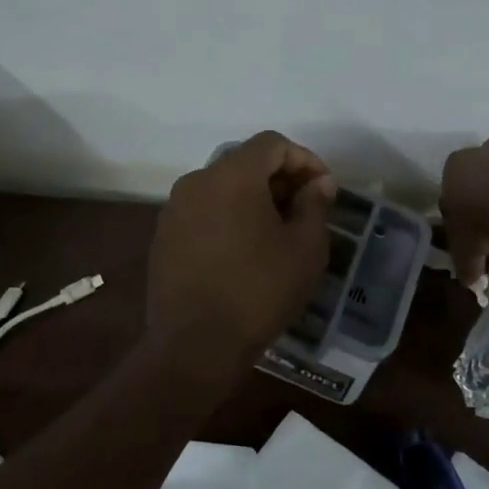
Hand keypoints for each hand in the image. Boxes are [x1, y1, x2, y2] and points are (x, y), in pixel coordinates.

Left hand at [146, 132, 336, 377]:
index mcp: (232, 176)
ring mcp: (174, 209)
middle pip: (244, 162)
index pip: (272, 144)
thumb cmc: (259, 291)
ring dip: (254, 199)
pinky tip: (245, 250)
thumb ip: (314, 205)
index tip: (324, 190)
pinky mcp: (164, 236)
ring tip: (277, 232)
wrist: (195, 345)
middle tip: (305, 211)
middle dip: (280, 179)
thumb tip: (318, 184)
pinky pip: (203, 212)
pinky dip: (228, 217)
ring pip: (222, 188)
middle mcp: (196, 181)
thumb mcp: (305, 249)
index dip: (305, 160)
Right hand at [439, 138, 488, 288]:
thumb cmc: (482, 222)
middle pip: (483, 192)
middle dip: (486, 224)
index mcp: (456, 165)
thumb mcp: (463, 250)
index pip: (451, 195)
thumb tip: (469, 279)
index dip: (459, 225)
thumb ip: (464, 264)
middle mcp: (485, 153)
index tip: (468, 246)